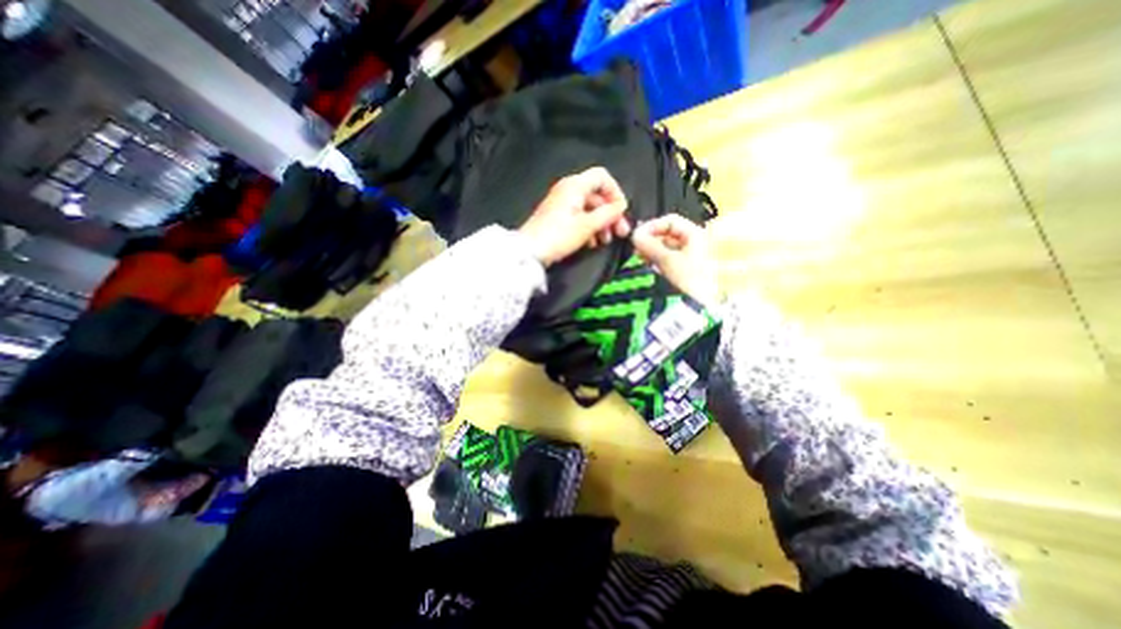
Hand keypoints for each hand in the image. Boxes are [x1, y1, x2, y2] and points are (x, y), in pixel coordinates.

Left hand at [517, 167, 628, 264]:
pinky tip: (593, 243)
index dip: (615, 192)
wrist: (530, 251)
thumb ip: (607, 214)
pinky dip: (590, 227)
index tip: (621, 211)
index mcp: (575, 185)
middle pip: (597, 195)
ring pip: (590, 208)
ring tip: (606, 240)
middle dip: (611, 213)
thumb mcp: (587, 225)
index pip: (602, 177)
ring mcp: (562, 203)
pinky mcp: (558, 217)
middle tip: (620, 232)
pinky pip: (580, 217)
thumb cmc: (558, 236)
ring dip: (601, 223)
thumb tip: (621, 207)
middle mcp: (568, 190)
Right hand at [630, 214, 718, 307]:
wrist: (702, 307)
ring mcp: (690, 256)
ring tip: (640, 257)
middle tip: (636, 248)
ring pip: (666, 247)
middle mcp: (695, 241)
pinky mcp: (685, 269)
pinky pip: (668, 259)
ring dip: (652, 250)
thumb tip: (634, 235)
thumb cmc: (689, 279)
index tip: (637, 236)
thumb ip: (649, 246)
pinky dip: (657, 260)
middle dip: (650, 239)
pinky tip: (648, 265)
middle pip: (668, 234)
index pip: (670, 221)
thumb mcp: (667, 260)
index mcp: (696, 234)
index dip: (652, 226)